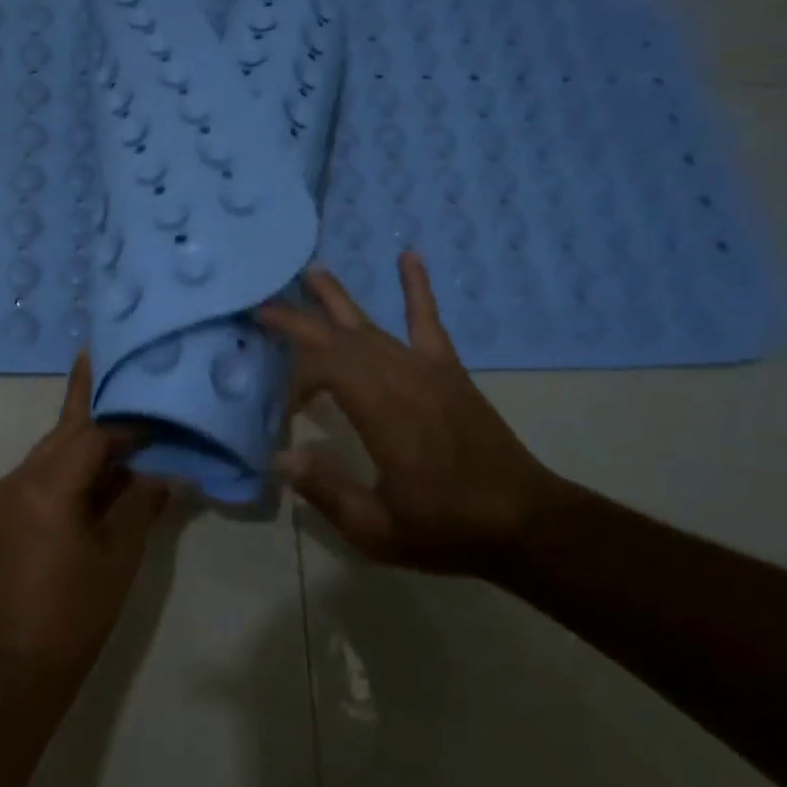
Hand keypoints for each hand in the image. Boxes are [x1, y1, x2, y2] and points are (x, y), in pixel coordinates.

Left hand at [0, 352, 176, 684]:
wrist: (15, 664)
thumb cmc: (75, 609)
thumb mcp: (119, 552)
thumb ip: (142, 502)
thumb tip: (166, 473)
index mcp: (49, 483)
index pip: (94, 432)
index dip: (129, 422)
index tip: (155, 407)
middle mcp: (22, 476)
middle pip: (68, 429)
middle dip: (99, 406)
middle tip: (123, 370)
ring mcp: (10, 493)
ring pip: (55, 447)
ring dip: (88, 436)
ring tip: (123, 413)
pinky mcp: (9, 511)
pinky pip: (46, 470)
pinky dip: (75, 462)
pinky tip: (103, 465)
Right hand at [256, 249, 565, 576]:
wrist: (524, 521)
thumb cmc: (447, 528)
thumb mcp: (378, 529)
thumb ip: (327, 491)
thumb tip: (281, 456)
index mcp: (382, 412)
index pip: (325, 368)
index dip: (297, 379)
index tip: (288, 409)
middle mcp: (401, 377)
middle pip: (340, 337)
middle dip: (298, 320)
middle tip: (262, 306)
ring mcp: (427, 368)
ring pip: (373, 324)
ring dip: (338, 299)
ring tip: (311, 272)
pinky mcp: (448, 369)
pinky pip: (428, 320)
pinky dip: (417, 287)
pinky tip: (408, 256)